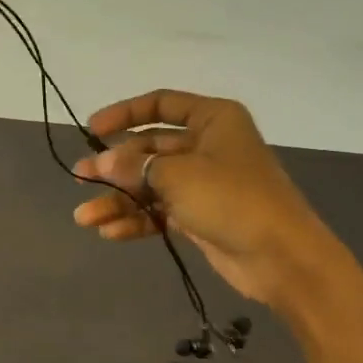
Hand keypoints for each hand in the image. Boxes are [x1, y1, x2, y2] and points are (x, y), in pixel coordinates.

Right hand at [71, 90, 325, 304]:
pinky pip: (160, 211)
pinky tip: (110, 232)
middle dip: (114, 167)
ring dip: (119, 200)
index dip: (124, 114)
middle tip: (80, 179)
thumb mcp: (178, 176)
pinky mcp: (200, 215)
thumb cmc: (232, 199)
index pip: (161, 105)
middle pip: (150, 149)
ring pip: (151, 184)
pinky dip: (137, 220)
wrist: (282, 257)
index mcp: (213, 120)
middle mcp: (207, 145)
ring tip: (85, 218)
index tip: (92, 130)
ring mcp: (204, 183)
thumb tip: (99, 163)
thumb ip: (134, 166)